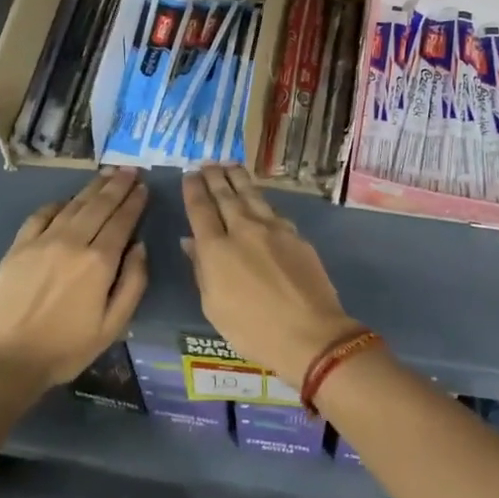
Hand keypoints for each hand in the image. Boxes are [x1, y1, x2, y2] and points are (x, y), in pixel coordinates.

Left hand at [0, 169, 149, 388]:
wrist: (5, 360)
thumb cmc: (66, 349)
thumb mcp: (113, 325)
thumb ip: (133, 283)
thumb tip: (140, 247)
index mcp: (99, 262)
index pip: (122, 221)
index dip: (134, 202)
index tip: (144, 186)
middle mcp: (72, 242)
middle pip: (99, 206)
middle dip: (117, 186)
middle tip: (130, 169)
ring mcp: (42, 242)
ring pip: (73, 206)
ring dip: (92, 188)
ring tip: (106, 174)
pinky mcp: (18, 248)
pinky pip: (41, 216)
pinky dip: (58, 204)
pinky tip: (66, 201)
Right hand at [181, 166, 359, 383]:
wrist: (310, 333)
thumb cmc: (252, 330)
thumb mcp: (214, 306)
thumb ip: (201, 269)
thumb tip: (191, 242)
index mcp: (216, 249)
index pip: (200, 209)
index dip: (193, 190)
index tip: (189, 175)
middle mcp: (243, 229)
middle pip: (225, 195)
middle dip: (214, 177)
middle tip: (208, 164)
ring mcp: (273, 229)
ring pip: (251, 195)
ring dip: (238, 178)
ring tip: (230, 165)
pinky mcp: (296, 234)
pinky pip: (272, 209)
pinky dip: (260, 198)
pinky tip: (258, 196)